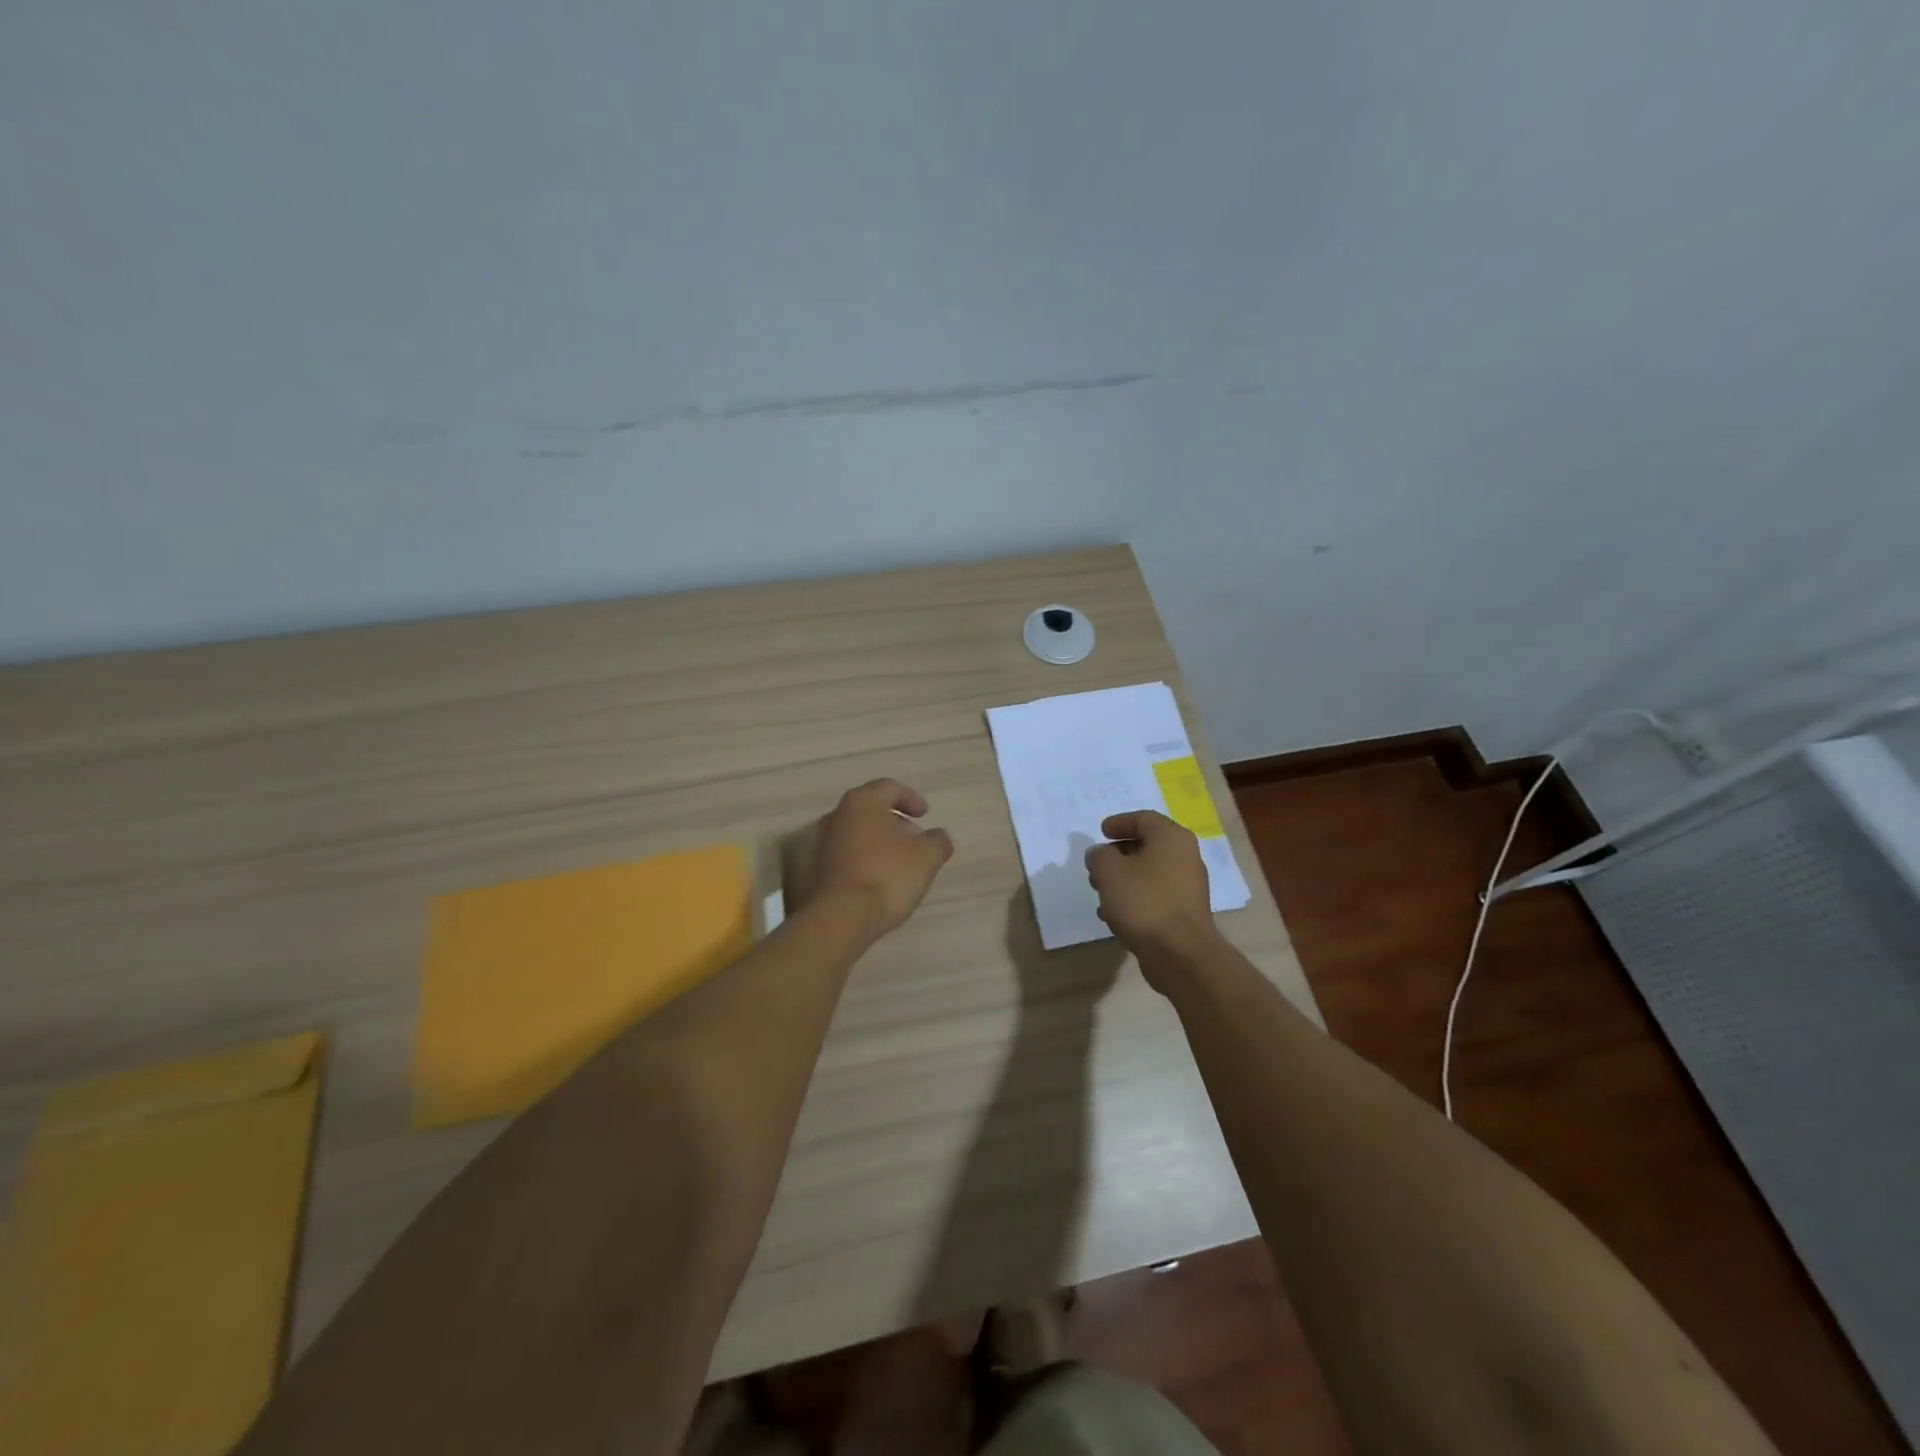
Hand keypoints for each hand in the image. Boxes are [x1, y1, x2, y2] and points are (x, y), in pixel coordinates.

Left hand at [809, 779, 954, 938]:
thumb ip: (938, 841)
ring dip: (880, 842)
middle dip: (896, 822)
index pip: (889, 788)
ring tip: (901, 862)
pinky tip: (881, 880)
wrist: (840, 917)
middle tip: (915, 839)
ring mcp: (823, 843)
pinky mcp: (818, 870)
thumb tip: (939, 836)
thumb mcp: (927, 856)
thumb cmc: (887, 875)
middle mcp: (837, 816)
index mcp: (862, 802)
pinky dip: (866, 859)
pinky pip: (848, 855)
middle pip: (871, 810)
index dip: (911, 798)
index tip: (925, 815)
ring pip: (858, 833)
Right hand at [1084, 811, 1221, 983]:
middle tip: (1096, 865)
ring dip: (1123, 878)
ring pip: (1149, 872)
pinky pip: (1155, 895)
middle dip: (1118, 854)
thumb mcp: (1109, 871)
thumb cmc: (1144, 902)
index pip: (1143, 819)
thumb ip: (1099, 856)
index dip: (1119, 823)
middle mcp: (1185, 857)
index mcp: (1171, 838)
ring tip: (1100, 891)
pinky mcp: (1184, 912)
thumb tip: (1100, 854)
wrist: (1180, 953)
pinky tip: (1114, 914)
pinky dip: (1134, 897)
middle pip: (1147, 846)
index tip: (1101, 832)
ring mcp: (1188, 886)